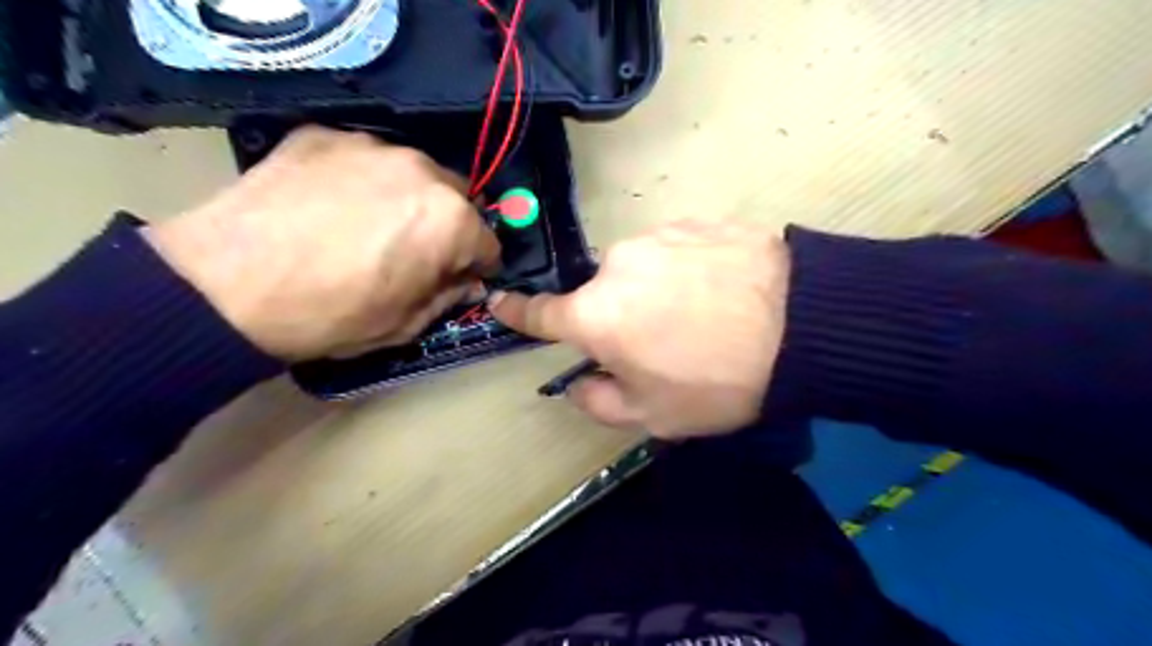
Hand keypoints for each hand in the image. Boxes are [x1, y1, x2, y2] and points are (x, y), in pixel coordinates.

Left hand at [145, 125, 498, 360]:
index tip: (457, 277)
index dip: (476, 265)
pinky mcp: (322, 134)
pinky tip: (330, 204)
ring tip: (368, 222)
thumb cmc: (329, 315)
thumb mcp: (404, 325)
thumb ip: (447, 297)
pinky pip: (363, 159)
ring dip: (408, 197)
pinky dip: (361, 179)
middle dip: (448, 224)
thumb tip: (466, 282)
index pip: (488, 242)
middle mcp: (421, 171)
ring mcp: (370, 146)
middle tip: (414, 248)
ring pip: (413, 172)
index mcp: (450, 221)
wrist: (223, 286)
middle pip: (458, 197)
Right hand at [486, 220, 791, 438]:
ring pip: (641, 269)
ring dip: (656, 291)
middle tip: (663, 341)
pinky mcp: (698, 221)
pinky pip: (677, 250)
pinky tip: (722, 289)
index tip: (500, 301)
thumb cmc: (717, 382)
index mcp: (597, 314)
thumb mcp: (654, 416)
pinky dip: (687, 269)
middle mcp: (617, 265)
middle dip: (620, 317)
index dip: (519, 311)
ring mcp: (659, 235)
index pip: (541, 312)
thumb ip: (599, 402)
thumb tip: (578, 383)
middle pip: (603, 294)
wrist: (804, 327)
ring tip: (702, 314)